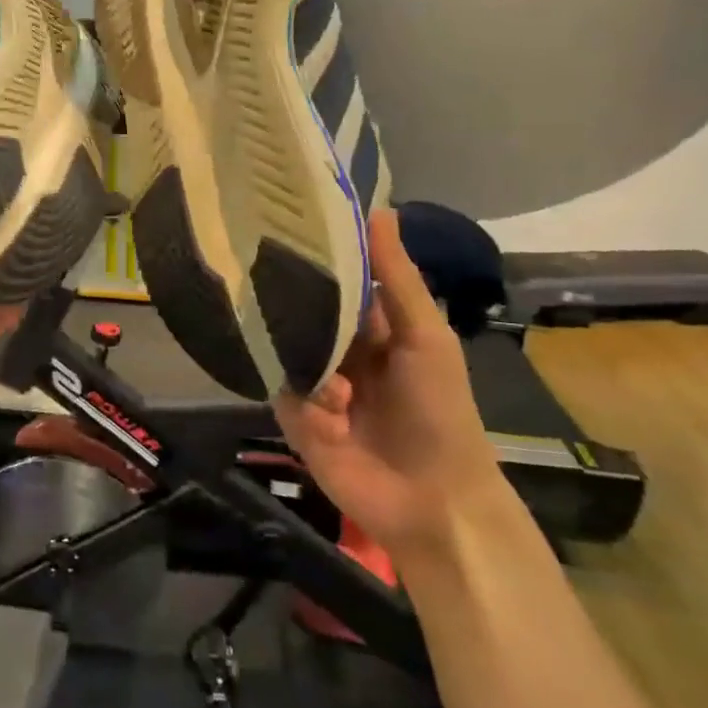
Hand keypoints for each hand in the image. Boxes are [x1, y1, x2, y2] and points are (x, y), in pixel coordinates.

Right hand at [272, 209, 506, 562]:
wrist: (433, 501)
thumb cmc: (440, 410)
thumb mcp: (425, 336)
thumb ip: (396, 276)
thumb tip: (379, 207)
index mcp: (369, 323)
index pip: (332, 276)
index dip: (314, 251)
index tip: (283, 218)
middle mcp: (335, 345)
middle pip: (299, 308)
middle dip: (291, 301)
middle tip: (266, 278)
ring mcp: (312, 380)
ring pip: (283, 347)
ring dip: (311, 366)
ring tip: (337, 390)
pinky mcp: (294, 416)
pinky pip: (282, 391)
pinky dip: (310, 404)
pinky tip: (335, 422)